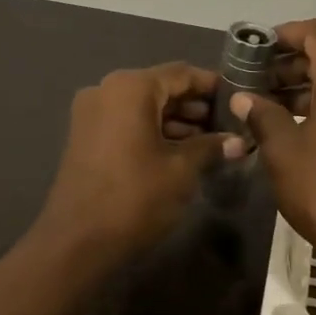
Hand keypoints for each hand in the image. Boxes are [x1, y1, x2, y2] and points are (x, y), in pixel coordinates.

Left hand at [35, 62, 246, 262]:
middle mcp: (107, 90)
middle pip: (160, 87)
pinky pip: (126, 122)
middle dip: (194, 105)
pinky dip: (152, 130)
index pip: (181, 73)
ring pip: (143, 106)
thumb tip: (238, 141)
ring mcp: (91, 113)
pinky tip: (180, 151)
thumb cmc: (135, 197)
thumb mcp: (181, 170)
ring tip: (209, 141)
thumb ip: (210, 147)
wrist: (77, 241)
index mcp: (131, 87)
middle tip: (227, 124)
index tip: (238, 97)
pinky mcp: (85, 136)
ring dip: (174, 120)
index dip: (212, 85)